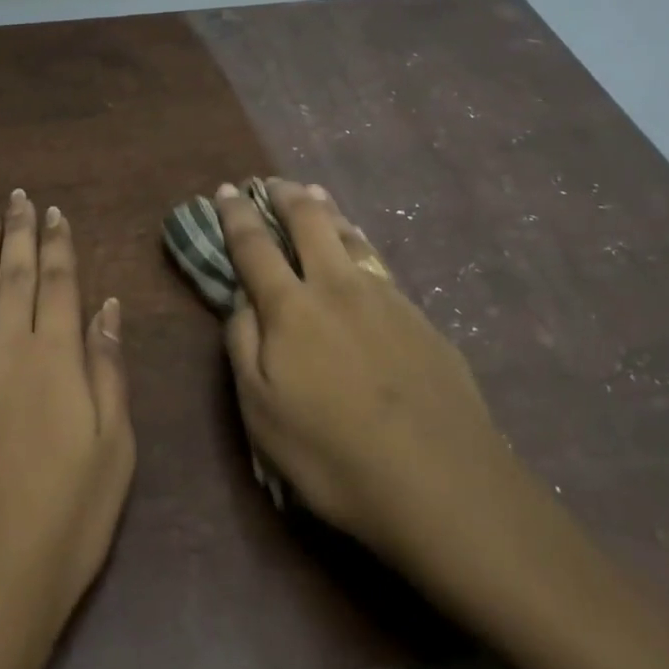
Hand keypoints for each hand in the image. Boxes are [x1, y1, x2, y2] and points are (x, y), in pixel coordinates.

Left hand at [0, 190, 134, 668]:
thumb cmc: (63, 523)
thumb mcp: (113, 451)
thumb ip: (107, 371)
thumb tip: (107, 306)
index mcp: (55, 358)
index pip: (59, 283)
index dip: (58, 244)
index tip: (56, 212)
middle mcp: (4, 347)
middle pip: (12, 274)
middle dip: (18, 231)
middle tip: (18, 196)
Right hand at [213, 178, 524, 578]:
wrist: (444, 485)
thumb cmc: (334, 456)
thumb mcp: (262, 412)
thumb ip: (243, 345)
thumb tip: (242, 300)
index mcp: (292, 308)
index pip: (254, 246)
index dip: (236, 214)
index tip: (225, 190)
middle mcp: (338, 287)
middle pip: (310, 222)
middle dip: (286, 195)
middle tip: (272, 182)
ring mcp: (386, 298)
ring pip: (351, 236)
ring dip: (327, 211)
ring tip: (315, 196)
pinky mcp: (422, 318)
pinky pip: (380, 263)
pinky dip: (360, 242)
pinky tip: (361, 248)